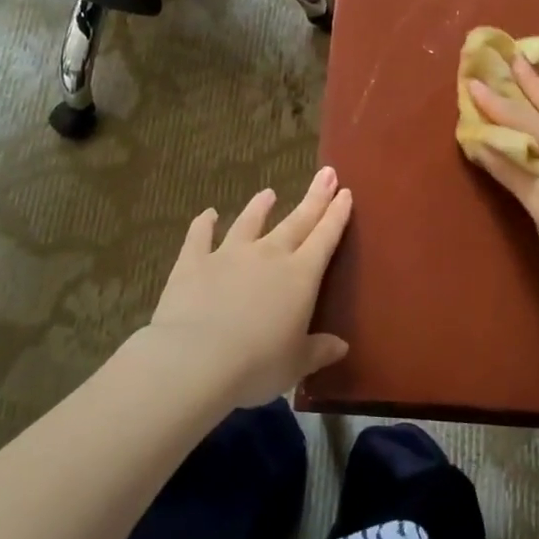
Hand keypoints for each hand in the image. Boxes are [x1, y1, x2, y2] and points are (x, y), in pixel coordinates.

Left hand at [144, 167, 353, 408]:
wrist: (196, 359)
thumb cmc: (257, 364)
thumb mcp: (296, 363)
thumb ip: (318, 350)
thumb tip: (341, 346)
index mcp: (300, 276)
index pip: (325, 237)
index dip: (337, 214)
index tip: (345, 192)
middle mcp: (269, 255)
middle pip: (296, 221)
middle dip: (314, 197)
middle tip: (325, 173)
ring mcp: (229, 254)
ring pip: (249, 222)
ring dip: (260, 207)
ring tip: (268, 193)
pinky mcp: (194, 262)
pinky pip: (199, 236)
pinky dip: (203, 224)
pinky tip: (207, 214)